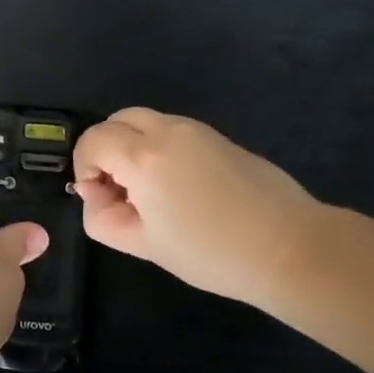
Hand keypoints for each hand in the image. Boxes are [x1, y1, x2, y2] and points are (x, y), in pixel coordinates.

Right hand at [72, 108, 323, 309]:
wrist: (290, 248)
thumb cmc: (210, 252)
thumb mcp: (144, 245)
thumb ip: (103, 218)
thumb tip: (94, 193)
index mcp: (143, 156)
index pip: (93, 140)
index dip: (83, 166)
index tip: (98, 197)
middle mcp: (167, 131)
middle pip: (117, 120)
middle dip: (106, 148)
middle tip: (118, 188)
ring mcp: (197, 130)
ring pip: (146, 121)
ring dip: (133, 145)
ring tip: (148, 189)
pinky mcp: (220, 138)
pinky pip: (173, 130)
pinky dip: (159, 147)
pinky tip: (179, 187)